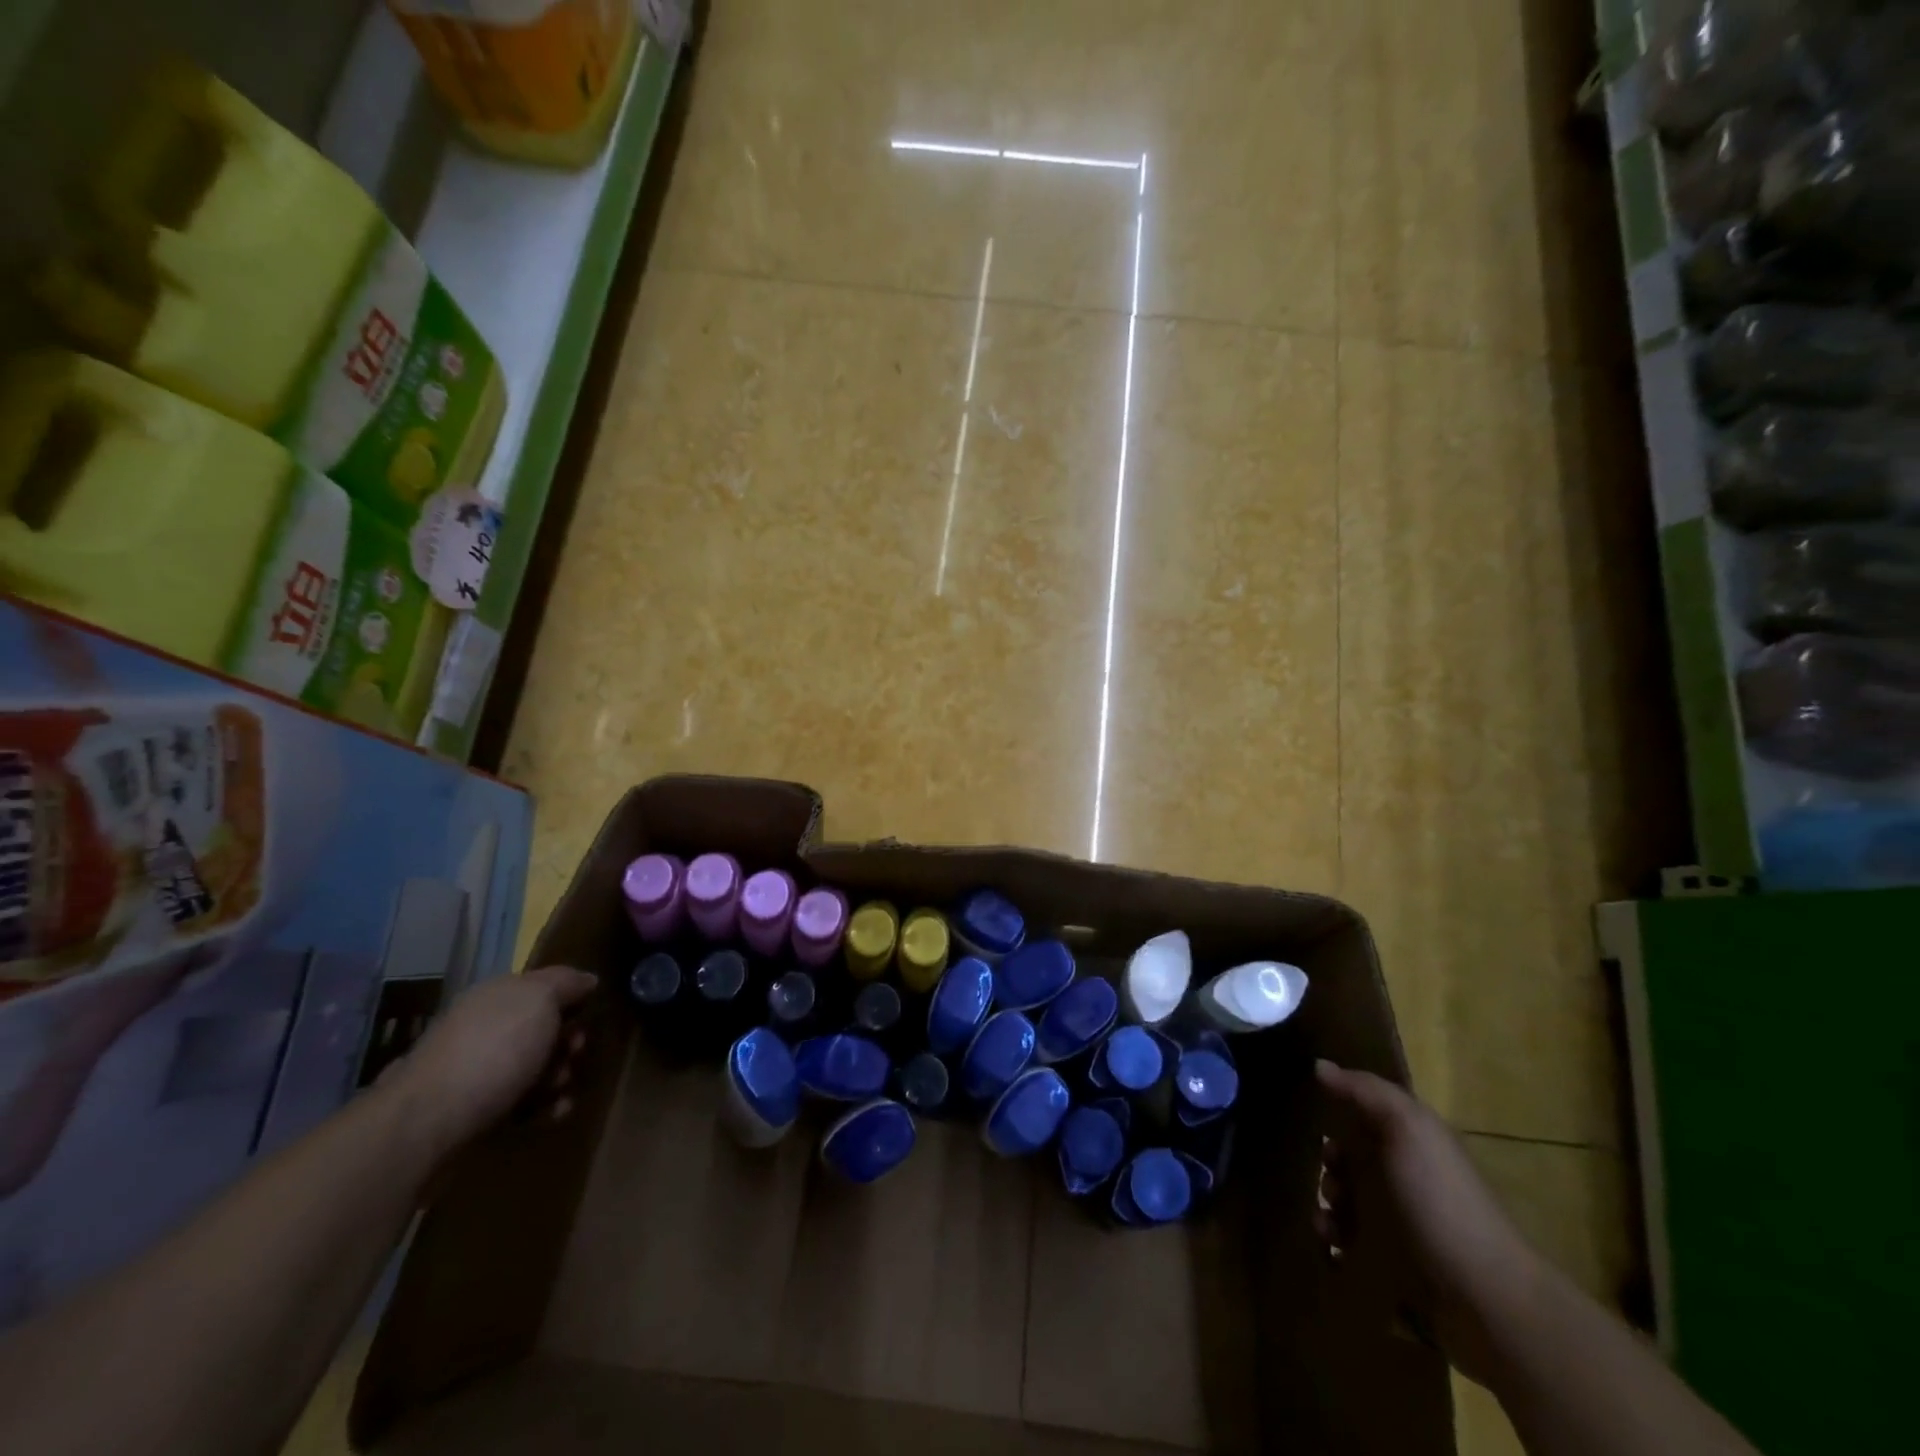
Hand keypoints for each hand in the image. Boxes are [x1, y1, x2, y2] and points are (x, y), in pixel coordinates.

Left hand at [387, 966, 597, 1163]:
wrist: (427, 1125)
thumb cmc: (492, 1051)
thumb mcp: (539, 1000)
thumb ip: (566, 983)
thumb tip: (587, 979)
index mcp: (497, 995)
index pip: (544, 987)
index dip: (572, 999)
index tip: (589, 1016)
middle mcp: (485, 1027)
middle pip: (543, 1029)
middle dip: (568, 1043)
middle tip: (575, 1056)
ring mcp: (477, 1071)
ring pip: (535, 1068)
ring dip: (558, 1078)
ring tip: (561, 1092)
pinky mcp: (475, 1111)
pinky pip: (521, 1103)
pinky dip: (542, 1107)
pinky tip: (554, 1113)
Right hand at [1316, 1059, 1541, 1383]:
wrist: (1484, 1295)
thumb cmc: (1441, 1200)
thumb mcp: (1409, 1128)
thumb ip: (1366, 1092)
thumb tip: (1320, 1065)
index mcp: (1411, 1142)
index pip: (1365, 1114)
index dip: (1337, 1111)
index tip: (1316, 1120)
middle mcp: (1404, 1177)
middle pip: (1351, 1158)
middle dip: (1328, 1165)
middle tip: (1329, 1180)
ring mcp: (1399, 1223)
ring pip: (1344, 1200)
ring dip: (1326, 1204)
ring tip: (1326, 1221)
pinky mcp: (1391, 1264)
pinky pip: (1347, 1242)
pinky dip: (1331, 1238)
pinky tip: (1331, 1243)